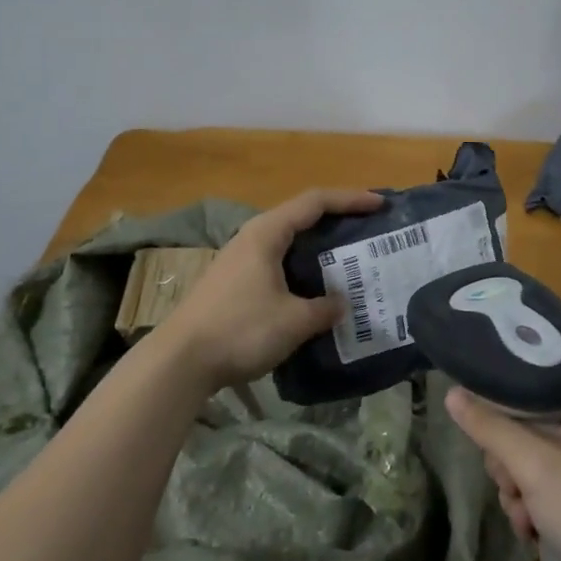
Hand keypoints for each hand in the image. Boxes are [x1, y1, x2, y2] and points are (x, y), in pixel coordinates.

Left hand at [160, 187, 384, 389]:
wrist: (180, 361)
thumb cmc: (240, 330)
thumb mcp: (293, 321)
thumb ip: (324, 309)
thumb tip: (342, 304)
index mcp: (268, 233)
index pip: (315, 202)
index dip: (350, 199)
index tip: (380, 204)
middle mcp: (253, 237)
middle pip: (301, 217)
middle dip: (336, 220)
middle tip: (367, 231)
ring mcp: (239, 260)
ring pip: (288, 242)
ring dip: (318, 248)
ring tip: (347, 260)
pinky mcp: (233, 283)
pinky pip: (277, 263)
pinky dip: (302, 268)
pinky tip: (314, 289)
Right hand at [445, 374, 560, 560]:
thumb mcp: (534, 466)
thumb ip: (490, 427)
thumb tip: (451, 392)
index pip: (533, 374)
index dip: (503, 400)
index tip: (490, 429)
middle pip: (528, 417)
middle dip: (511, 459)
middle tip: (512, 483)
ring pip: (533, 451)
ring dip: (519, 486)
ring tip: (525, 516)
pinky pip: (549, 478)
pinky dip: (536, 502)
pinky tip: (534, 529)